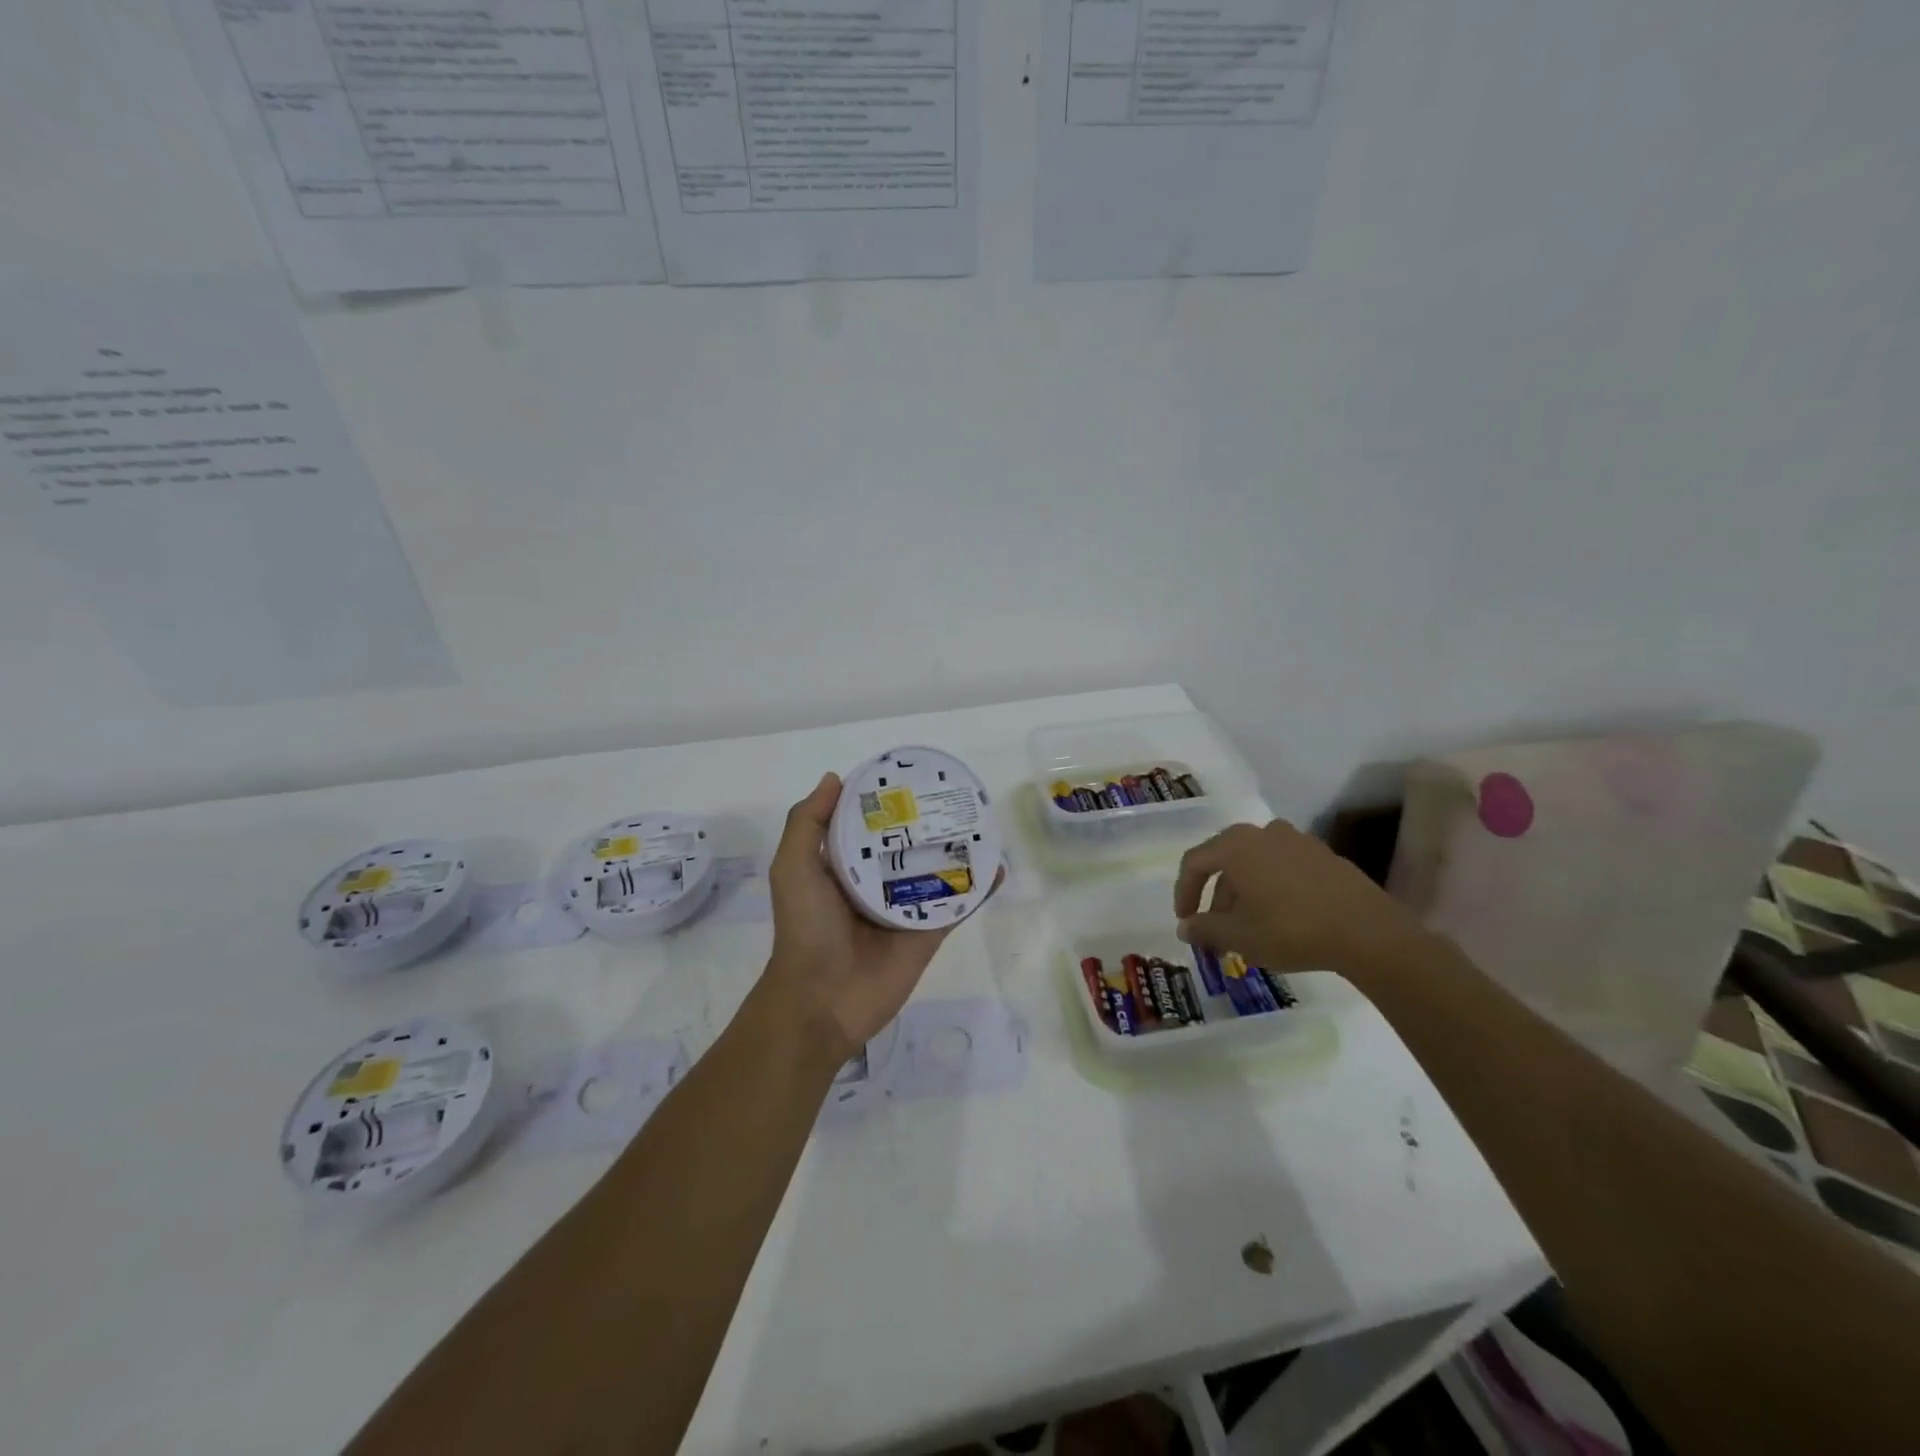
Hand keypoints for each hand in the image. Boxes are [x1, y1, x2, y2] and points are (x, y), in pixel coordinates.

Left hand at [763, 772, 990, 1062]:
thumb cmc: (806, 928)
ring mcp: (907, 907)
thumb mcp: (793, 868)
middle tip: (955, 792)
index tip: (909, 774)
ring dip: (960, 849)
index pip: (869, 825)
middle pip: (909, 844)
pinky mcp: (930, 932)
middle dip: (929, 821)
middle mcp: (877, 882)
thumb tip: (836, 778)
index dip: (886, 801)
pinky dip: (980, 887)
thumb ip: (808, 823)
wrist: (823, 999)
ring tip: (983, 821)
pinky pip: (959, 904)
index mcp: (845, 866)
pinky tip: (998, 866)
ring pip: (938, 870)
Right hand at [1173, 818, 1432, 982]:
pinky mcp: (1325, 856)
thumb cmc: (1291, 929)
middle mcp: (1264, 833)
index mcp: (1236, 845)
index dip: (1184, 892)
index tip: (1186, 921)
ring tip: (1250, 928)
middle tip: (1218, 930)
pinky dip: (1273, 889)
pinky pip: (1284, 868)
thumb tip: (1185, 927)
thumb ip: (1205, 929)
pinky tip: (1282, 919)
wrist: (1368, 933)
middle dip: (1217, 897)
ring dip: (1245, 894)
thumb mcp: (1240, 937)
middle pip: (1226, 861)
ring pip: (1256, 865)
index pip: (1195, 862)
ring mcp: (1298, 841)